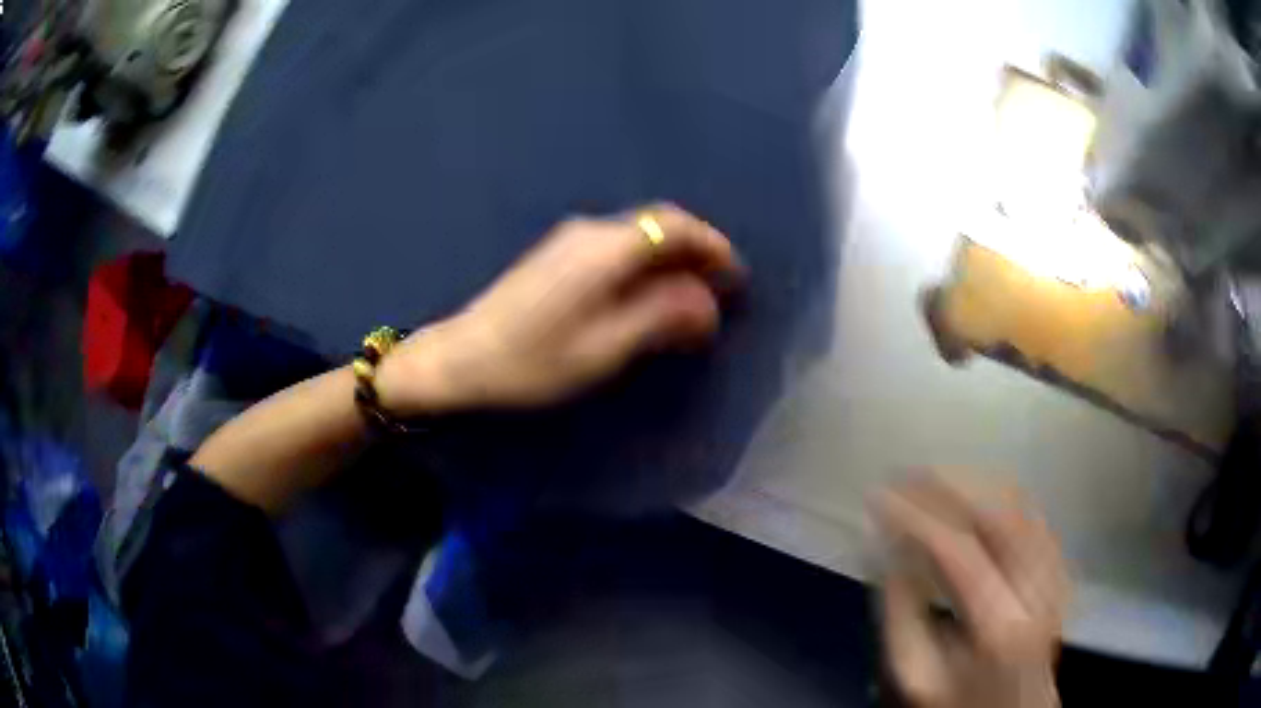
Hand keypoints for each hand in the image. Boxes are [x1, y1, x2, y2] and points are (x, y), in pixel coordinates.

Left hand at [378, 204, 743, 413]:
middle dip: (695, 253)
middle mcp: (590, 233)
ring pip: (637, 238)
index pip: (673, 225)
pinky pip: (616, 250)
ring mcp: (569, 241)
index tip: (736, 276)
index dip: (712, 245)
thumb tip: (707, 303)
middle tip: (721, 290)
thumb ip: (661, 318)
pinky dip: (644, 267)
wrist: (461, 359)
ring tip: (692, 298)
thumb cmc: (532, 362)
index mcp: (605, 249)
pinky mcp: (556, 257)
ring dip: (670, 261)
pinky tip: (648, 297)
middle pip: (657, 226)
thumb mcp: (605, 348)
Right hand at [876, 475, 1066, 707]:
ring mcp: (1054, 575)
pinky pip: (1036, 516)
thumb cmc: (955, 701)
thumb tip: (880, 547)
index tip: (877, 496)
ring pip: (1023, 506)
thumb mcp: (914, 673)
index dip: (915, 516)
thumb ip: (899, 611)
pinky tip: (980, 492)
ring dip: (978, 482)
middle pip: (999, 515)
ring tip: (936, 476)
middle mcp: (1036, 590)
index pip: (956, 550)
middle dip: (949, 484)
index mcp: (997, 624)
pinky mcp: (1060, 570)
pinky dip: (1005, 495)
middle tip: (906, 472)